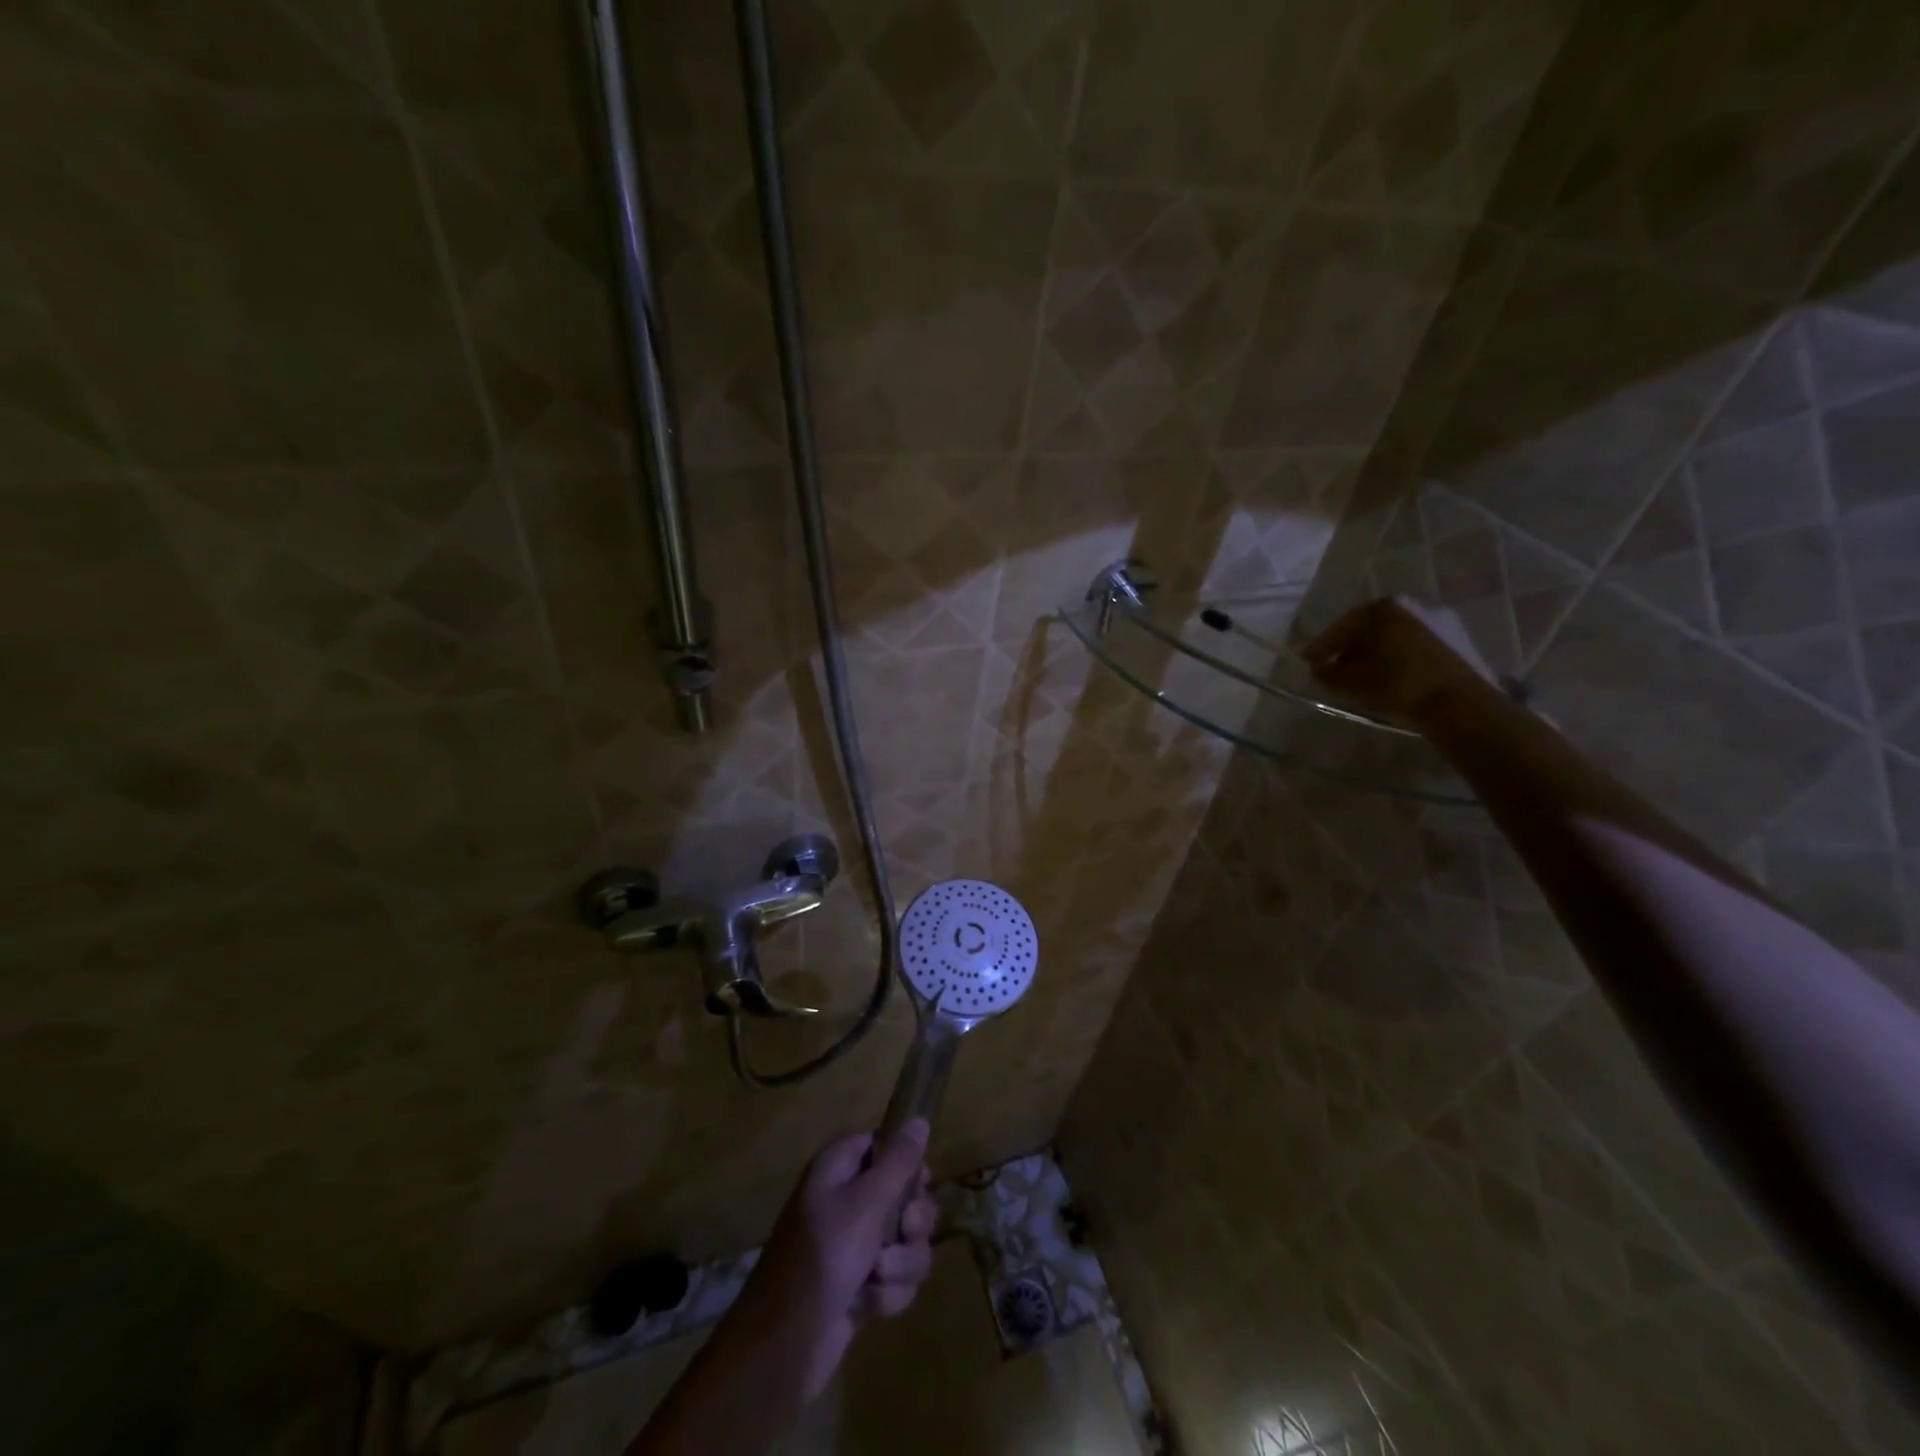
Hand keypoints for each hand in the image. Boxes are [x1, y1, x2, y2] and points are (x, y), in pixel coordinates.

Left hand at [733, 1119, 937, 1405]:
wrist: (784, 1345)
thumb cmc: (823, 1257)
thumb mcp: (865, 1203)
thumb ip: (898, 1162)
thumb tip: (919, 1118)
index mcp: (839, 1168)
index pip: (883, 1145)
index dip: (907, 1163)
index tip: (920, 1183)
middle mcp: (847, 1199)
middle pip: (904, 1195)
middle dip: (913, 1222)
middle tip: (904, 1232)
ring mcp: (854, 1245)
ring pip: (907, 1241)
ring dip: (902, 1263)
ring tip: (878, 1277)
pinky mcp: (861, 1284)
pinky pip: (896, 1277)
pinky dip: (888, 1293)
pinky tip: (867, 1305)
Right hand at [1302, 596, 1499, 724]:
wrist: (1461, 705)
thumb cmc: (1398, 687)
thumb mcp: (1352, 684)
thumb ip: (1328, 674)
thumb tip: (1319, 669)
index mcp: (1383, 609)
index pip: (1341, 627)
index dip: (1321, 646)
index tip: (1307, 661)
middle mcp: (1412, 605)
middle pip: (1369, 627)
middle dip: (1350, 647)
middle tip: (1334, 666)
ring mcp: (1439, 619)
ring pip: (1395, 635)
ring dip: (1376, 651)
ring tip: (1365, 674)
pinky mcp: (1458, 638)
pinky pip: (1416, 644)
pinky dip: (1400, 656)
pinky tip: (1394, 676)